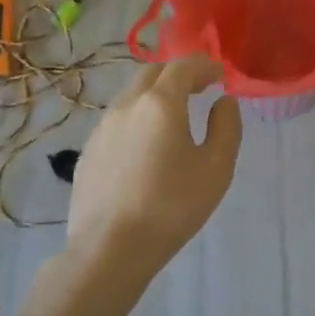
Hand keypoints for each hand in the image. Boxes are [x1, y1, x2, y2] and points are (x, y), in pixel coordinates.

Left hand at [68, 55, 241, 278]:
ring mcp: (102, 128)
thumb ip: (226, 127)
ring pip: (131, 96)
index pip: (183, 67)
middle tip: (198, 89)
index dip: (204, 66)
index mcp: (160, 103)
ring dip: (155, 95)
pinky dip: (137, 119)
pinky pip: (117, 121)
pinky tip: (145, 147)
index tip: (220, 75)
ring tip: (173, 117)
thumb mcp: (216, 168)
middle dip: (177, 74)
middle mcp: (127, 105)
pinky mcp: (88, 152)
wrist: (109, 250)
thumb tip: (223, 102)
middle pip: (152, 73)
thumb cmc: (171, 206)